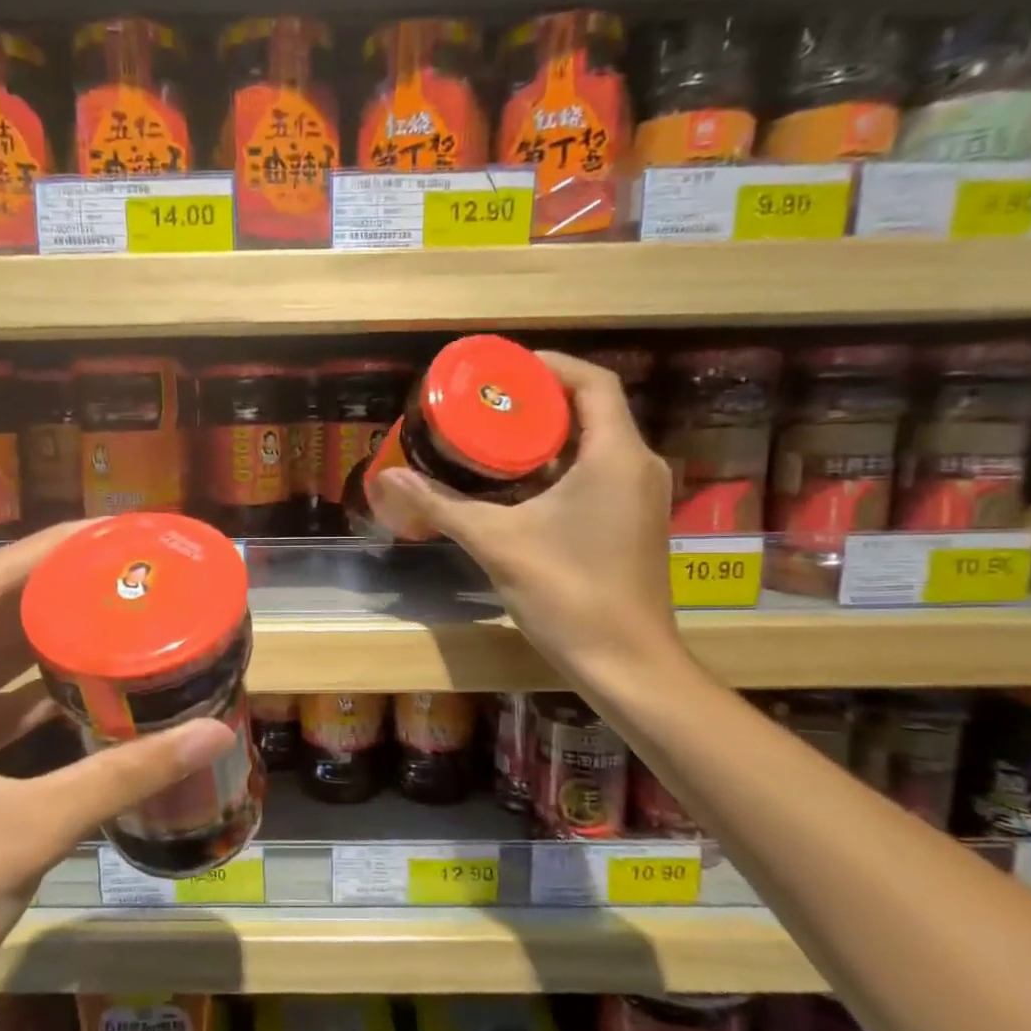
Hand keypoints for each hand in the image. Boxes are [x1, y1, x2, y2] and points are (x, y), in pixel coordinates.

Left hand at [0, 522, 236, 1030]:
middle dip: (51, 588)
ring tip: (110, 610)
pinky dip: (30, 689)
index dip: (44, 553)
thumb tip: (215, 731)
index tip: (108, 533)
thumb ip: (123, 774)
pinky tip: (82, 683)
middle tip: (122, 569)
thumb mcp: (29, 829)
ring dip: (41, 636)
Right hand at [369, 352, 684, 691]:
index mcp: (615, 456)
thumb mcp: (496, 543)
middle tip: (485, 406)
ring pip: (594, 445)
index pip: (592, 382)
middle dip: (538, 403)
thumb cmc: (567, 594)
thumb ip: (441, 506)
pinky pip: (598, 474)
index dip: (548, 366)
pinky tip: (518, 486)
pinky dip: (560, 468)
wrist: (626, 663)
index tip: (502, 371)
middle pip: (592, 410)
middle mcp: (638, 466)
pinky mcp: (635, 523)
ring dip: (548, 438)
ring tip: (493, 439)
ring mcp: (641, 497)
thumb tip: (389, 476)